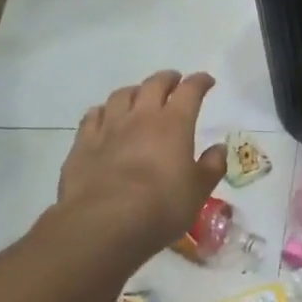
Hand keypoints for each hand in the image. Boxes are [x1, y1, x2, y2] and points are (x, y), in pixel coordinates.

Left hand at [58, 72, 226, 259]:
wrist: (104, 223)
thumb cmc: (161, 207)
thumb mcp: (198, 191)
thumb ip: (211, 166)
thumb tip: (219, 148)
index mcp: (174, 124)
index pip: (190, 91)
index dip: (199, 82)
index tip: (207, 81)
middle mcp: (141, 117)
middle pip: (154, 84)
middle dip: (167, 79)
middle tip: (174, 81)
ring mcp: (108, 127)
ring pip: (122, 95)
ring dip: (135, 91)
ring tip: (140, 96)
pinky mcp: (83, 143)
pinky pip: (93, 115)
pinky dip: (104, 110)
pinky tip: (106, 117)